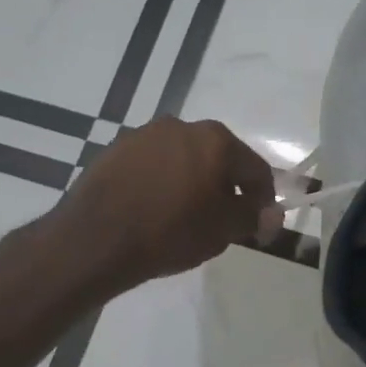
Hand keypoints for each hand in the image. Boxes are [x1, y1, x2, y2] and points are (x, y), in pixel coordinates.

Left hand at [54, 117, 277, 293]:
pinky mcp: (114, 150)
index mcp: (215, 139)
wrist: (93, 240)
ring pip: (184, 160)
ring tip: (185, 218)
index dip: (263, 200)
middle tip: (223, 222)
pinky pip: (152, 167)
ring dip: (193, 184)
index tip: (259, 227)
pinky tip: (154, 211)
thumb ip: (252, 218)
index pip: (255, 169)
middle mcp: (181, 126)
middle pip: (219, 159)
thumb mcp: (222, 230)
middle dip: (226, 188)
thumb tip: (272, 215)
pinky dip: (162, 184)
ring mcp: (143, 135)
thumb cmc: (170, 232)